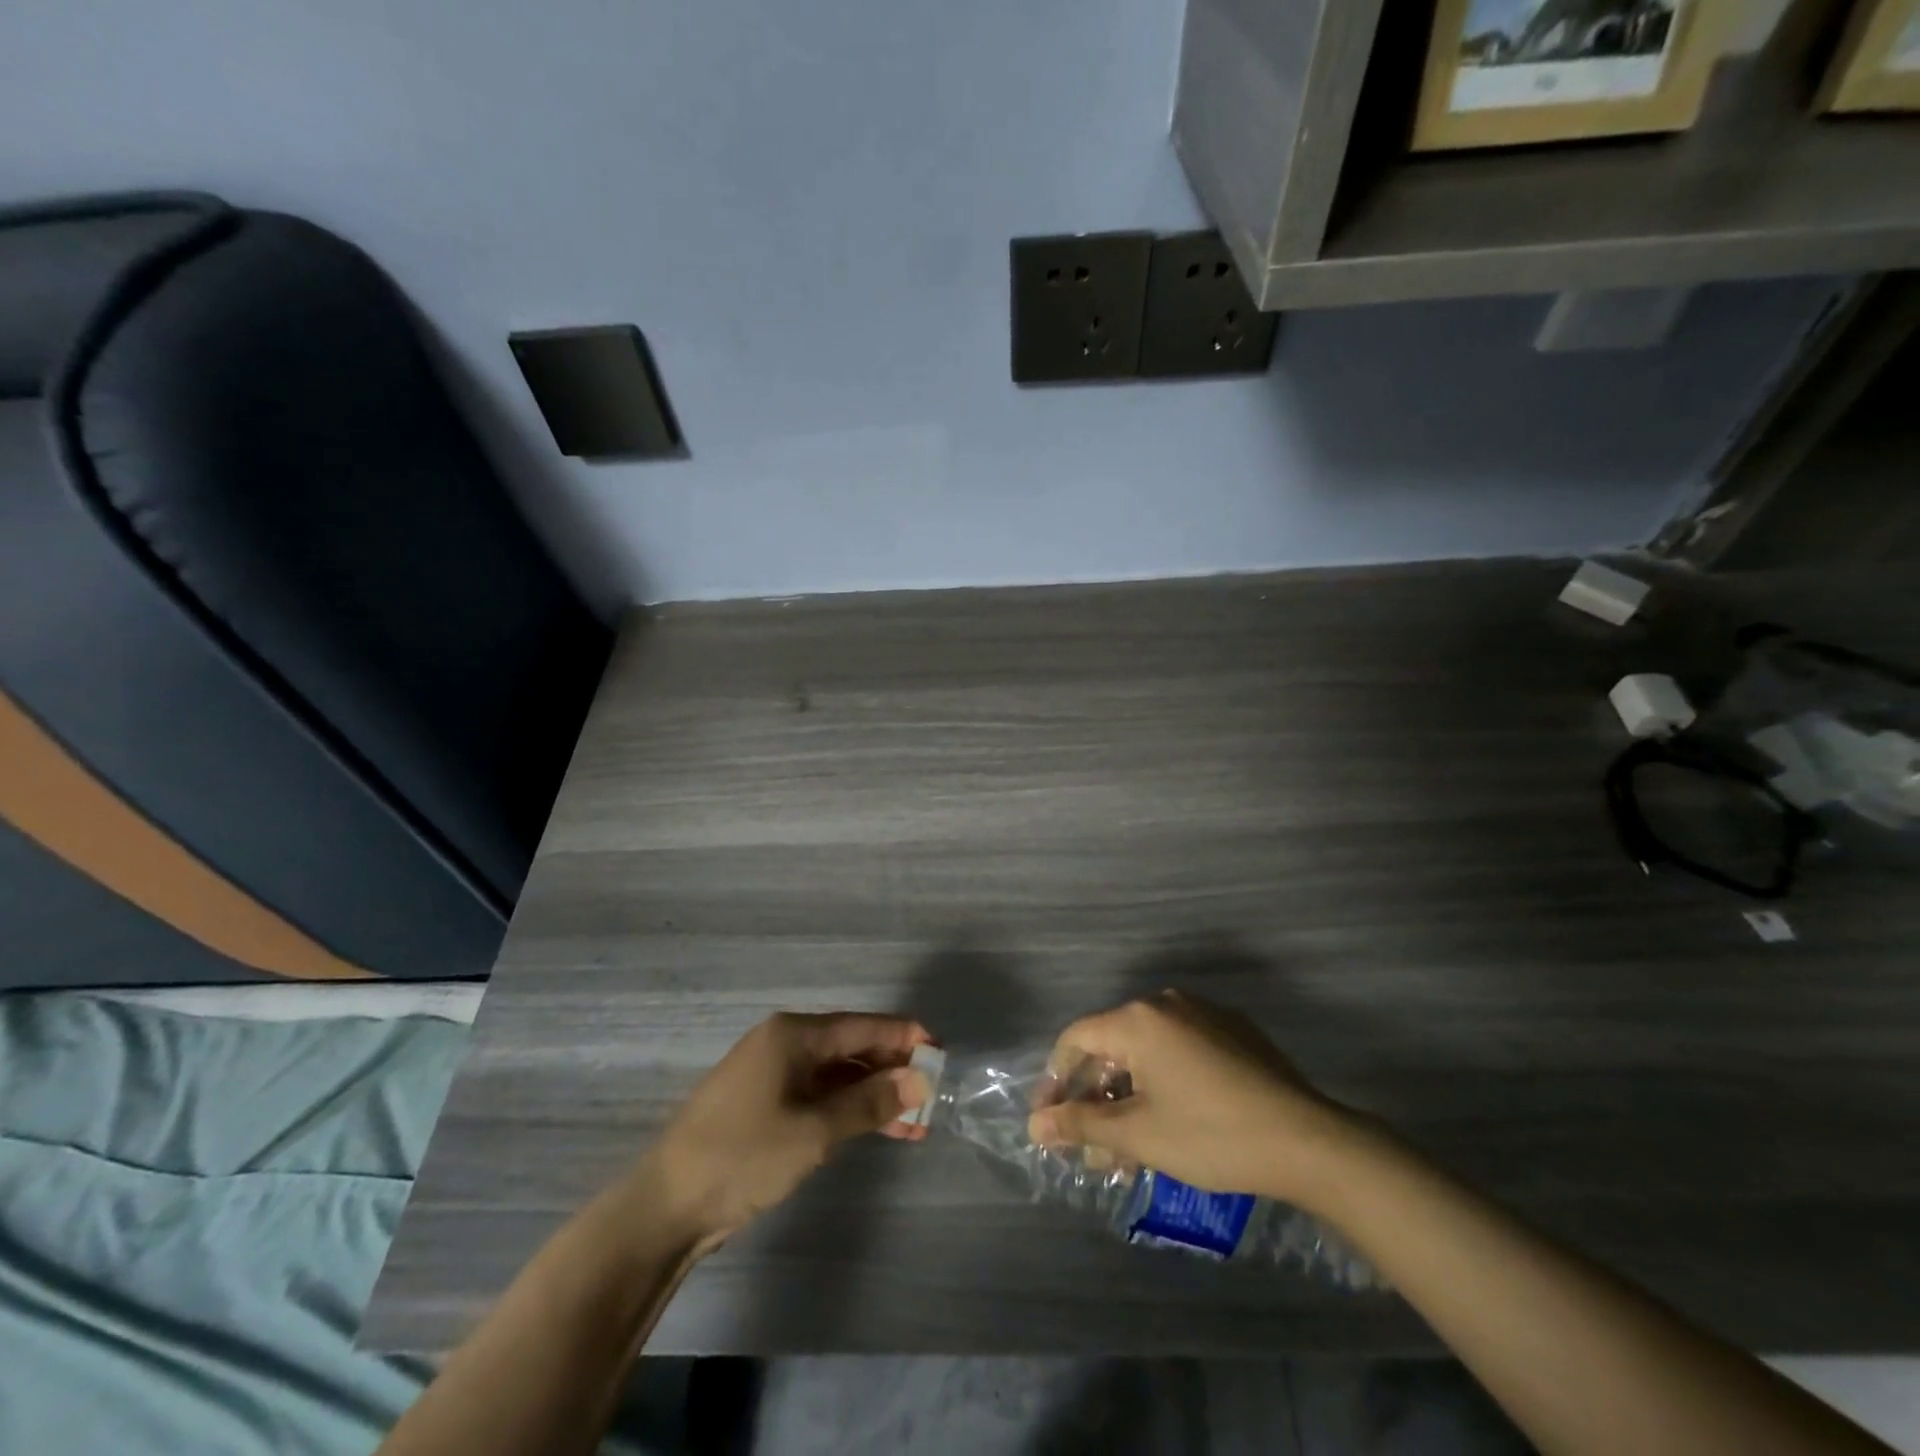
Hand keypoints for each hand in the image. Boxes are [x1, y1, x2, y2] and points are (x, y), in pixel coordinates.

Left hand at [641, 1012, 932, 1246]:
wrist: (666, 1207)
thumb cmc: (744, 1156)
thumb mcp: (815, 1131)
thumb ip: (870, 1103)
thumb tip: (919, 1080)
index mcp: (793, 1035)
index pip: (862, 1026)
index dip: (904, 1036)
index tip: (941, 1050)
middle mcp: (784, 1044)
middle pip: (851, 1048)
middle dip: (892, 1069)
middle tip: (932, 1092)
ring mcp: (772, 1075)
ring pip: (837, 1075)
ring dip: (874, 1095)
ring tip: (915, 1122)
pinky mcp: (765, 1105)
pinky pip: (818, 1096)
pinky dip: (848, 1110)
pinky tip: (877, 1130)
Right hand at [1027, 991, 1354, 1202]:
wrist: (1308, 1142)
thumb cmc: (1211, 1135)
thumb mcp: (1139, 1134)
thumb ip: (1081, 1124)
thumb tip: (1033, 1126)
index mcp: (1138, 1018)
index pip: (1076, 1038)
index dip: (1056, 1079)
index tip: (1048, 1120)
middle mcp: (1165, 1003)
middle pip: (1112, 1046)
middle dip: (1096, 1098)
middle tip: (1089, 1147)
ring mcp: (1203, 1013)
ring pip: (1147, 1053)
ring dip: (1128, 1097)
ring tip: (1127, 1151)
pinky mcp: (1232, 1031)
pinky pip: (1179, 1051)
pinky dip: (1162, 1083)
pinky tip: (1167, 1124)